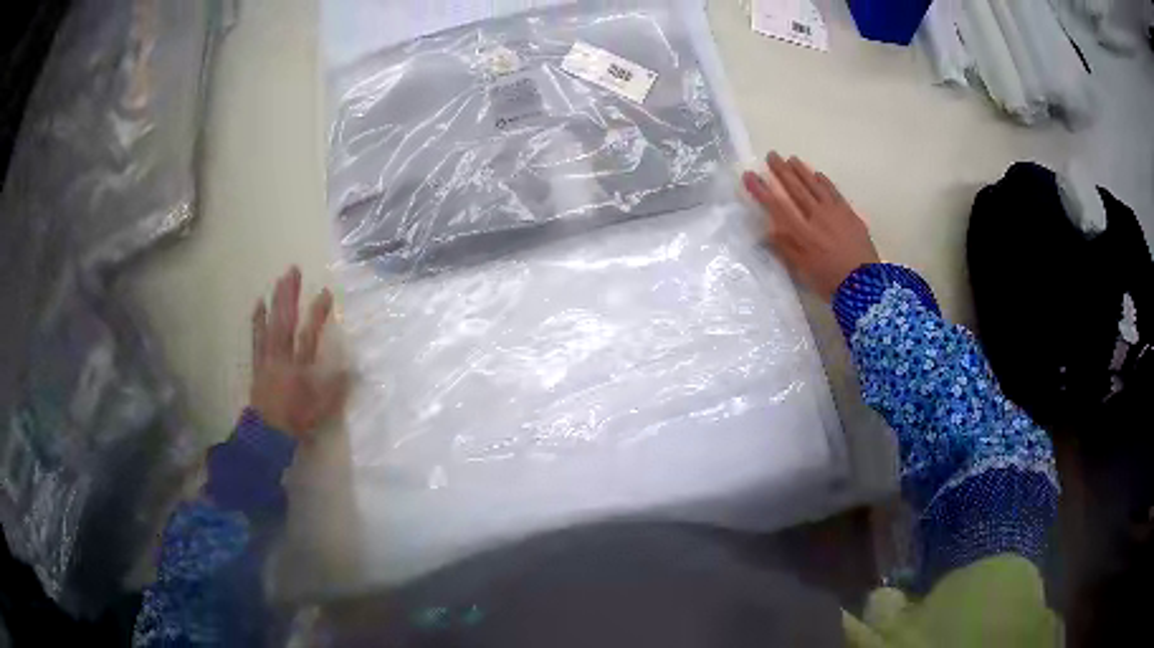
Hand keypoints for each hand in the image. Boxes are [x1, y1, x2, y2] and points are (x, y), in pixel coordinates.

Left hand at [250, 266, 347, 438]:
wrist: (267, 433)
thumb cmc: (296, 420)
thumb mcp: (321, 408)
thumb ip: (336, 388)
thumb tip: (353, 368)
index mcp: (299, 366)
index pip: (310, 334)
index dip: (318, 313)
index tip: (326, 292)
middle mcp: (282, 356)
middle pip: (285, 321)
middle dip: (290, 295)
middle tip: (293, 270)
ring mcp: (267, 358)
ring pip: (270, 324)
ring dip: (274, 301)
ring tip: (278, 280)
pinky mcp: (258, 363)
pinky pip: (256, 338)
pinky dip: (257, 320)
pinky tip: (258, 304)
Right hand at [742, 152, 879, 300]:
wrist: (865, 285)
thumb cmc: (829, 281)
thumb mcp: (802, 271)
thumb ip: (785, 248)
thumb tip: (767, 231)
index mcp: (801, 233)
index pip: (776, 206)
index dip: (761, 189)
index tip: (749, 175)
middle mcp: (815, 217)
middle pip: (795, 189)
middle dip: (781, 171)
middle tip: (771, 155)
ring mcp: (834, 212)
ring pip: (814, 185)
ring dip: (801, 170)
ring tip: (791, 158)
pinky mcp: (849, 213)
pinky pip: (833, 191)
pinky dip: (823, 181)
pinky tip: (817, 174)